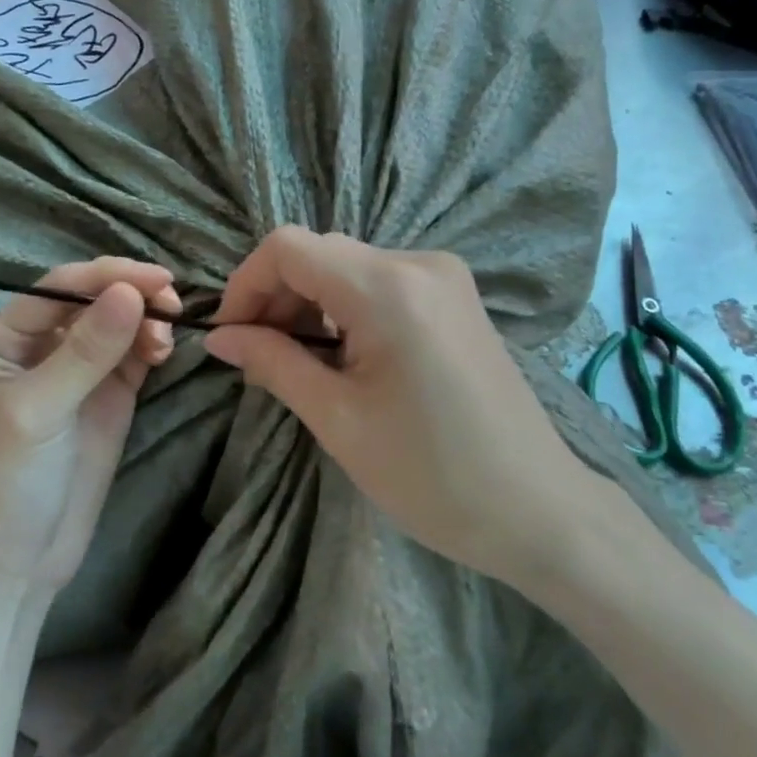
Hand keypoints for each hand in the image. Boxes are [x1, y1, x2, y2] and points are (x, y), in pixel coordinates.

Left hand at [0, 258, 179, 594]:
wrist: (15, 564)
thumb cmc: (6, 484)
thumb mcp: (40, 412)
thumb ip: (85, 352)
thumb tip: (131, 291)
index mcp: (6, 337)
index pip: (63, 287)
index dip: (110, 276)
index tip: (159, 281)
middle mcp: (41, 344)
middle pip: (94, 299)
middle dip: (134, 295)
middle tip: (172, 307)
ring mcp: (79, 370)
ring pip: (120, 323)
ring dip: (147, 320)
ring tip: (165, 342)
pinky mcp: (108, 396)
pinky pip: (134, 354)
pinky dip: (152, 345)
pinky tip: (163, 352)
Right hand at [204, 228, 588, 585]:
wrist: (538, 509)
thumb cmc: (432, 475)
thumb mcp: (338, 420)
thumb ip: (273, 363)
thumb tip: (219, 338)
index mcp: (389, 289)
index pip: (289, 248)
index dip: (245, 284)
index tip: (229, 336)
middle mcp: (419, 263)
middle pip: (319, 253)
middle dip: (275, 297)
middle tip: (256, 358)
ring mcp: (444, 277)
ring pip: (347, 266)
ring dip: (308, 304)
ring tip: (293, 363)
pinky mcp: (456, 297)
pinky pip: (380, 283)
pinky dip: (344, 308)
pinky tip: (339, 355)